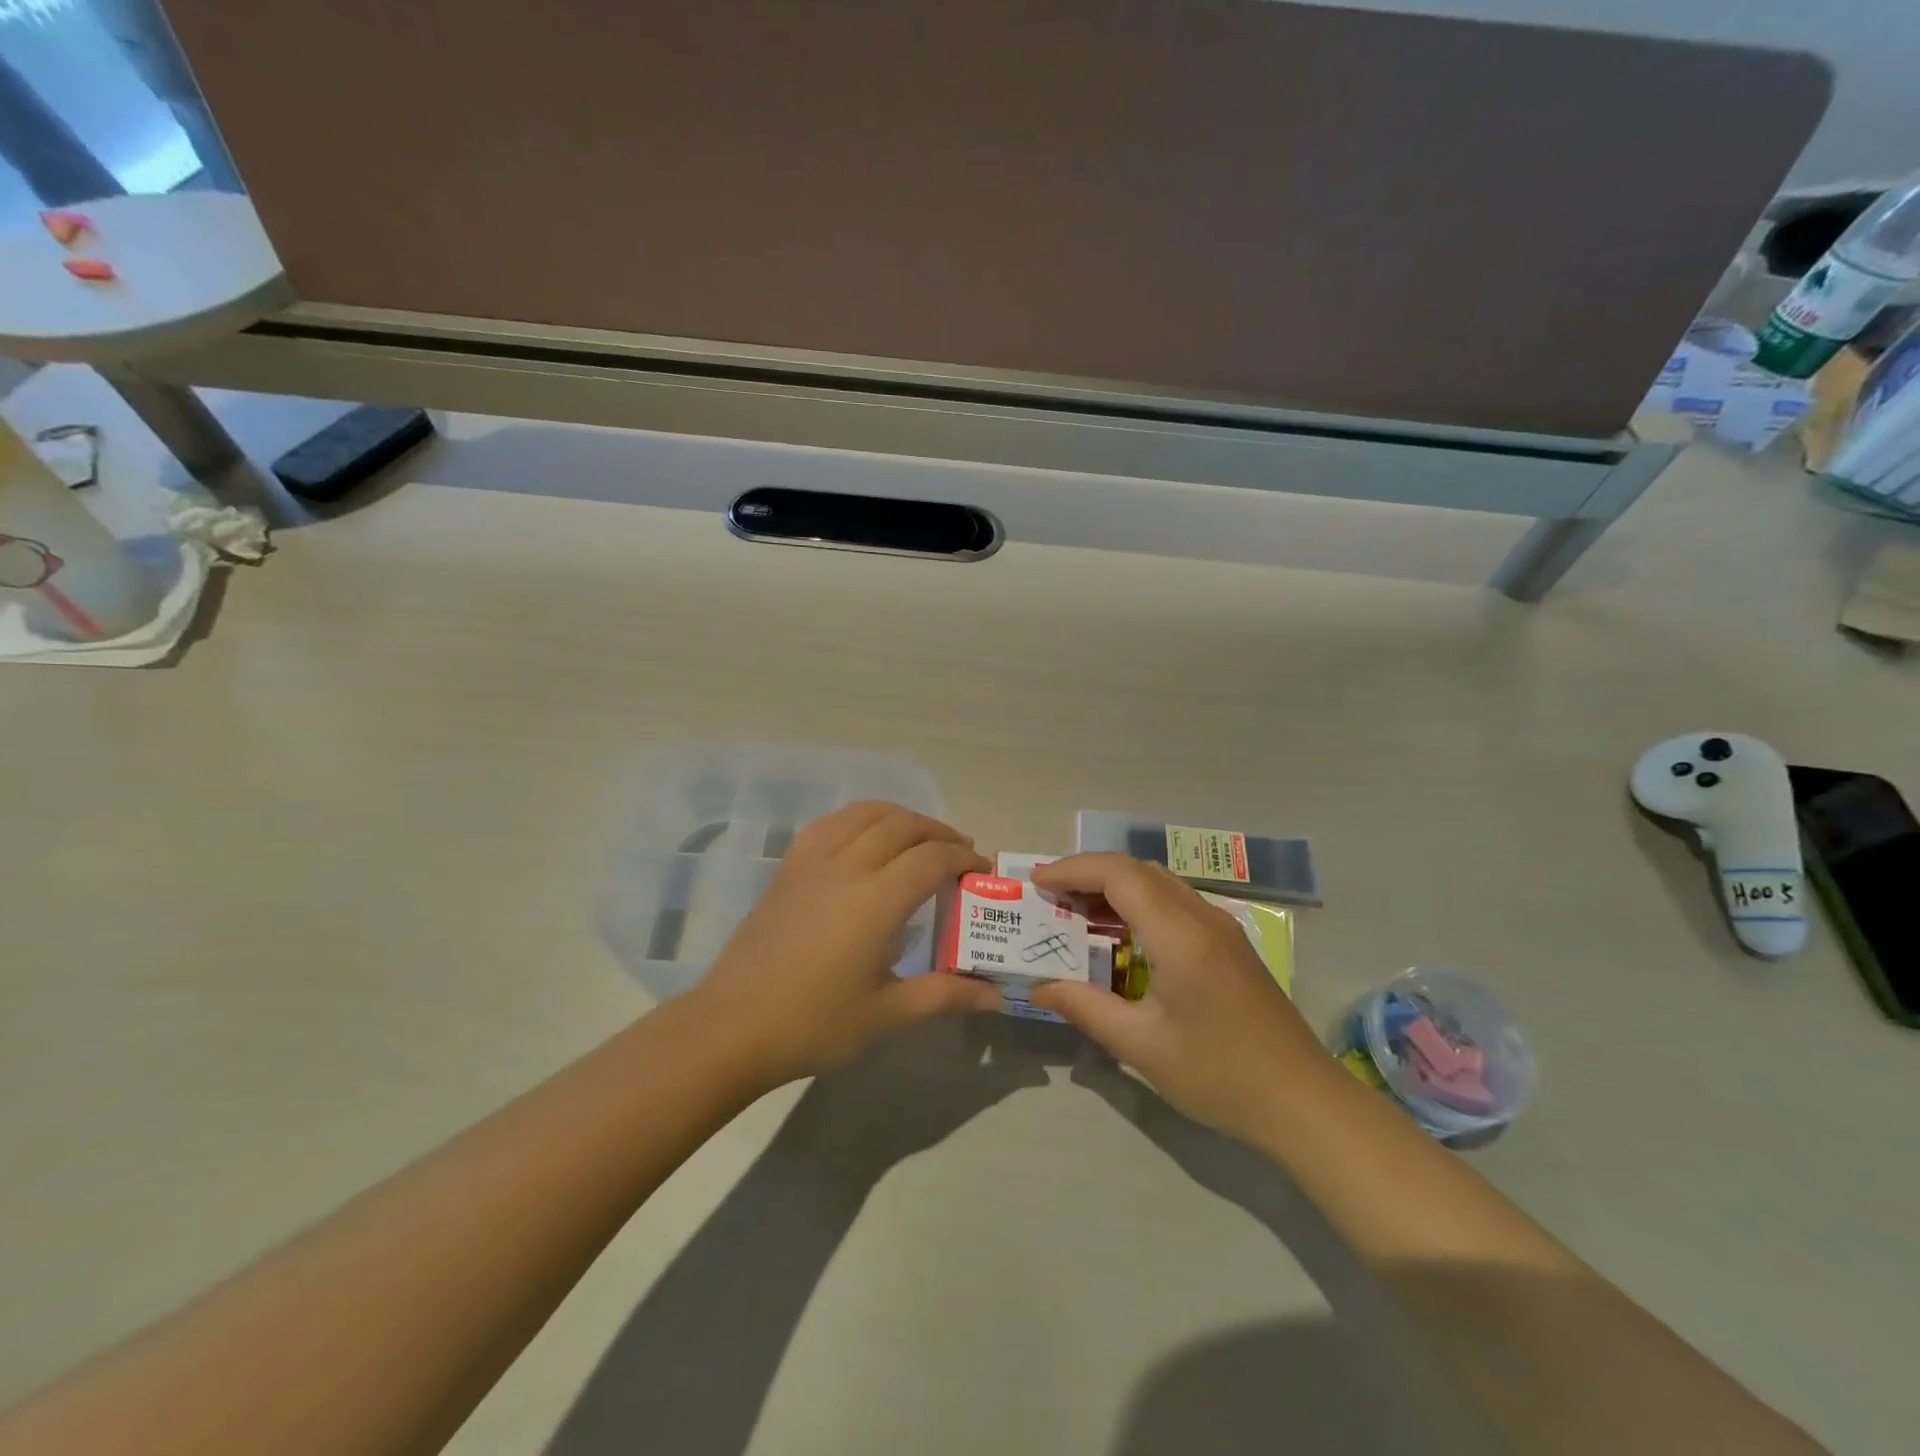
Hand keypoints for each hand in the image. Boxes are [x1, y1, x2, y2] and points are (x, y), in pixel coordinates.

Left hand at [689, 802, 1003, 1087]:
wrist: (733, 1027)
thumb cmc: (814, 1024)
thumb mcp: (888, 1014)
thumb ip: (945, 995)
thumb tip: (996, 995)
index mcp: (876, 900)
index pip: (932, 857)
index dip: (963, 857)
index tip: (981, 869)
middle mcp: (847, 866)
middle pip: (902, 825)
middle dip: (938, 831)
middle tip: (959, 850)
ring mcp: (812, 862)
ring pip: (863, 814)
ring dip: (899, 816)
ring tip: (917, 836)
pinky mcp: (787, 868)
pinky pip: (829, 824)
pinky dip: (858, 819)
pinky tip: (863, 839)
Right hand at [1029, 854, 1335, 1145]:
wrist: (1306, 1104)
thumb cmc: (1220, 1075)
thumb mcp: (1143, 1047)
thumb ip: (1086, 1008)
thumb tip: (1039, 987)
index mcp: (1180, 934)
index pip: (1119, 874)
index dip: (1073, 870)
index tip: (1036, 884)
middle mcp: (1202, 917)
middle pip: (1138, 870)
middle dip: (1089, 873)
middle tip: (1050, 898)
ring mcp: (1222, 929)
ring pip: (1159, 884)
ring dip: (1115, 887)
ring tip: (1076, 912)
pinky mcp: (1230, 946)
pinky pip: (1175, 904)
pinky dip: (1139, 904)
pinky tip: (1121, 937)